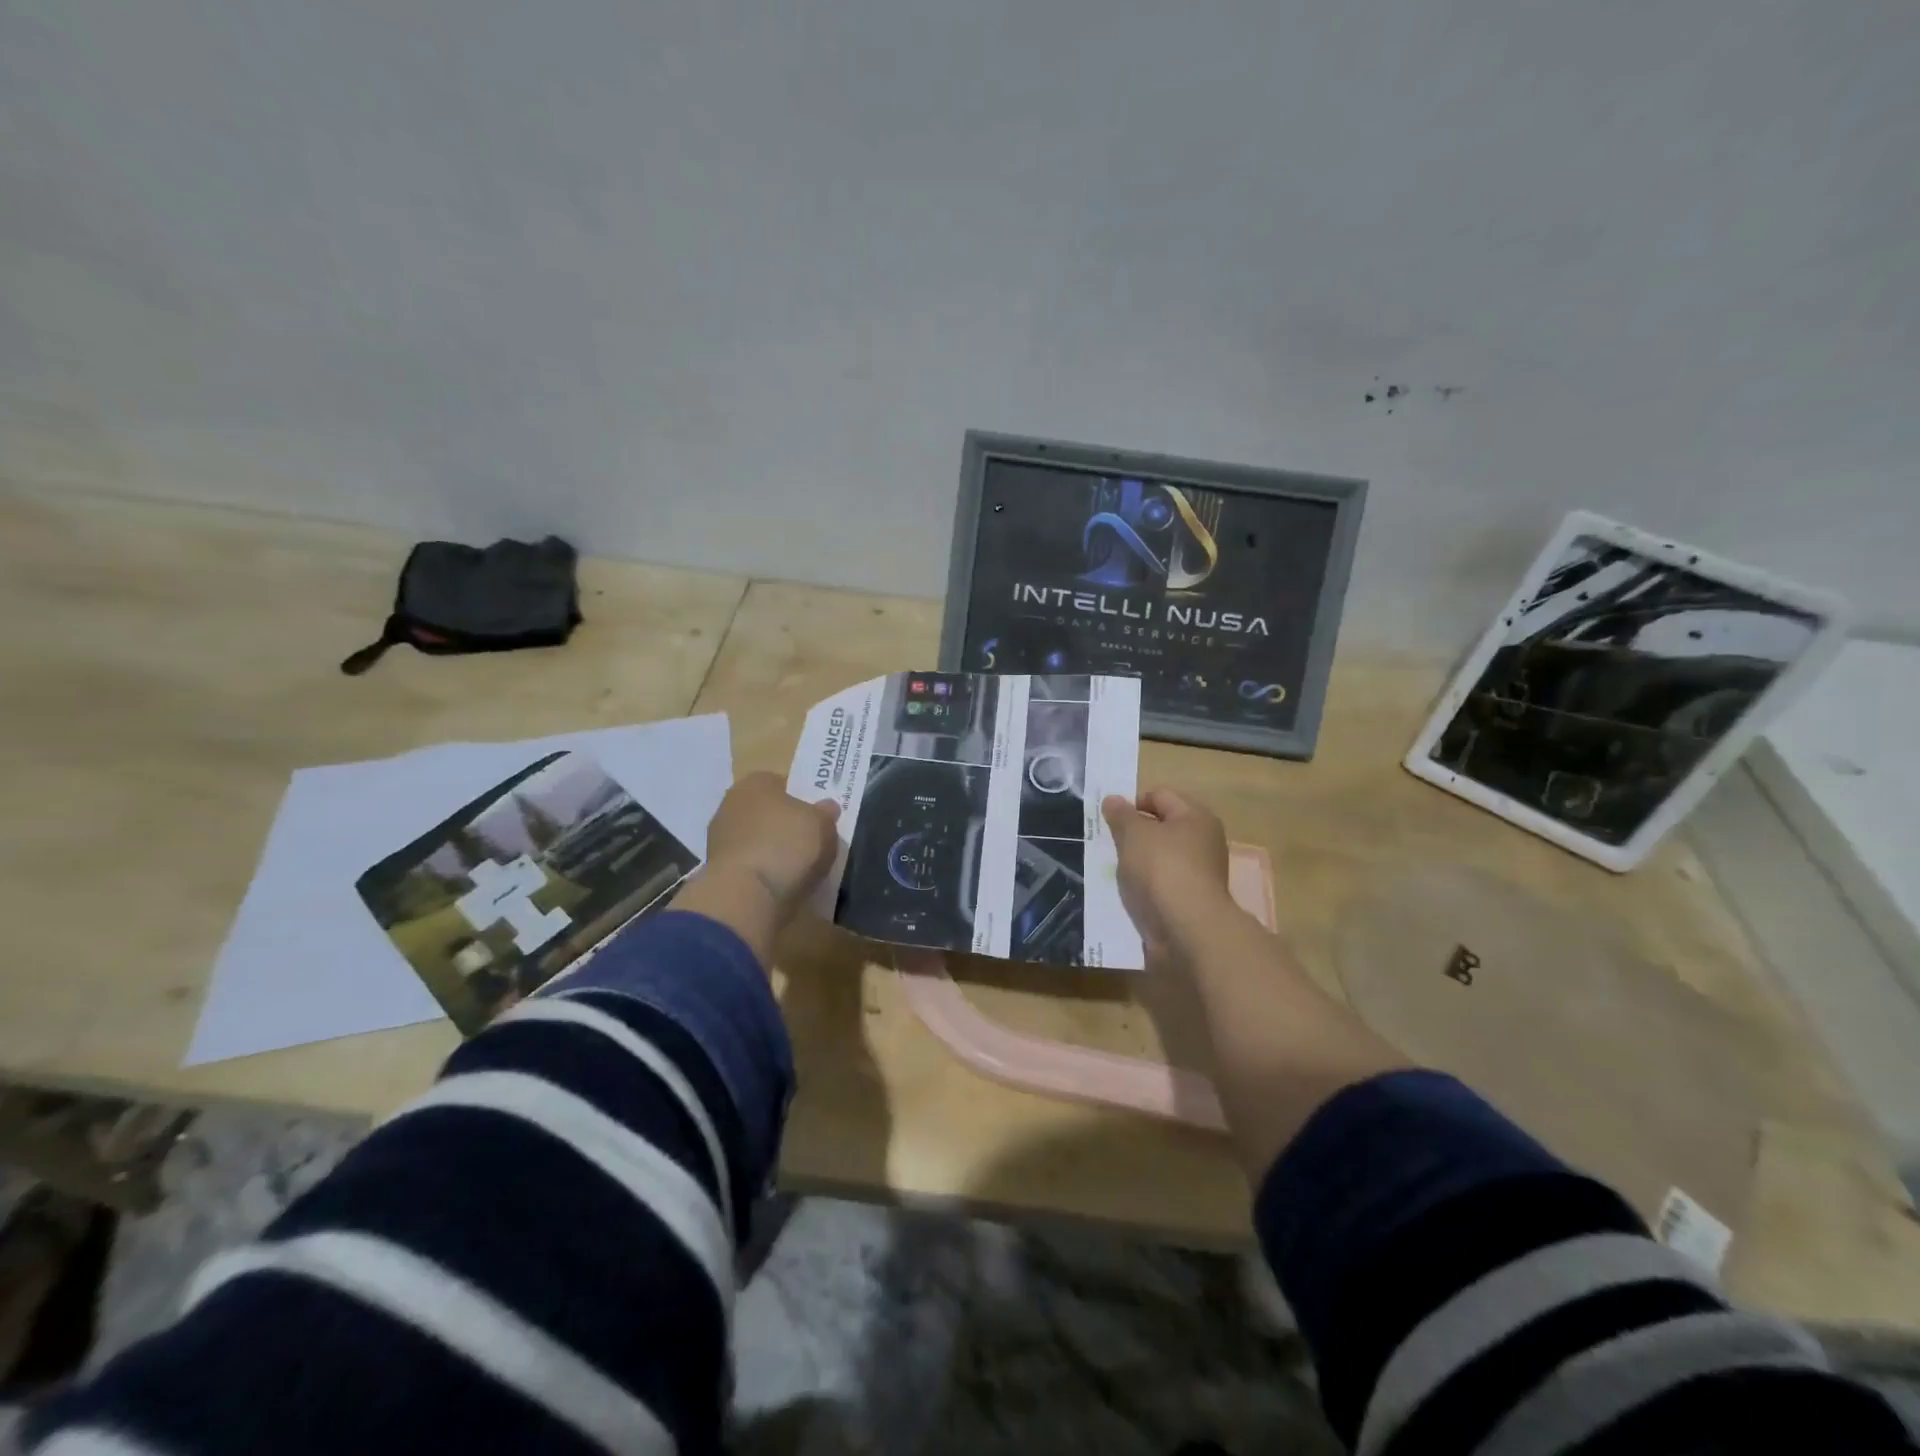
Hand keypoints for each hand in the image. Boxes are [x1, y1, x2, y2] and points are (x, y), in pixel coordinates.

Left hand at [703, 771, 840, 914]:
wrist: (745, 894)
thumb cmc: (786, 845)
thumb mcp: (822, 825)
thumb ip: (825, 814)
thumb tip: (826, 808)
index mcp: (756, 782)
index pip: (782, 784)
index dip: (802, 799)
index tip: (817, 818)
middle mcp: (731, 803)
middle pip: (766, 812)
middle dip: (784, 825)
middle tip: (809, 843)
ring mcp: (719, 838)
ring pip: (756, 839)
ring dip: (772, 850)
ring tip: (798, 870)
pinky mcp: (716, 870)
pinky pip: (749, 864)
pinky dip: (762, 872)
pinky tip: (779, 885)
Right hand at [1101, 788, 1231, 951]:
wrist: (1188, 929)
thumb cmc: (1162, 869)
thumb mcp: (1133, 834)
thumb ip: (1121, 815)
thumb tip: (1112, 799)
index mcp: (1195, 816)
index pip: (1159, 795)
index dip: (1132, 803)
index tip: (1110, 820)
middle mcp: (1204, 840)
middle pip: (1162, 827)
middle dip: (1134, 834)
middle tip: (1110, 844)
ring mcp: (1201, 872)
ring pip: (1161, 857)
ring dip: (1138, 862)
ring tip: (1117, 871)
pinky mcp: (1193, 899)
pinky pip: (1163, 883)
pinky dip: (1147, 885)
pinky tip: (1131, 893)